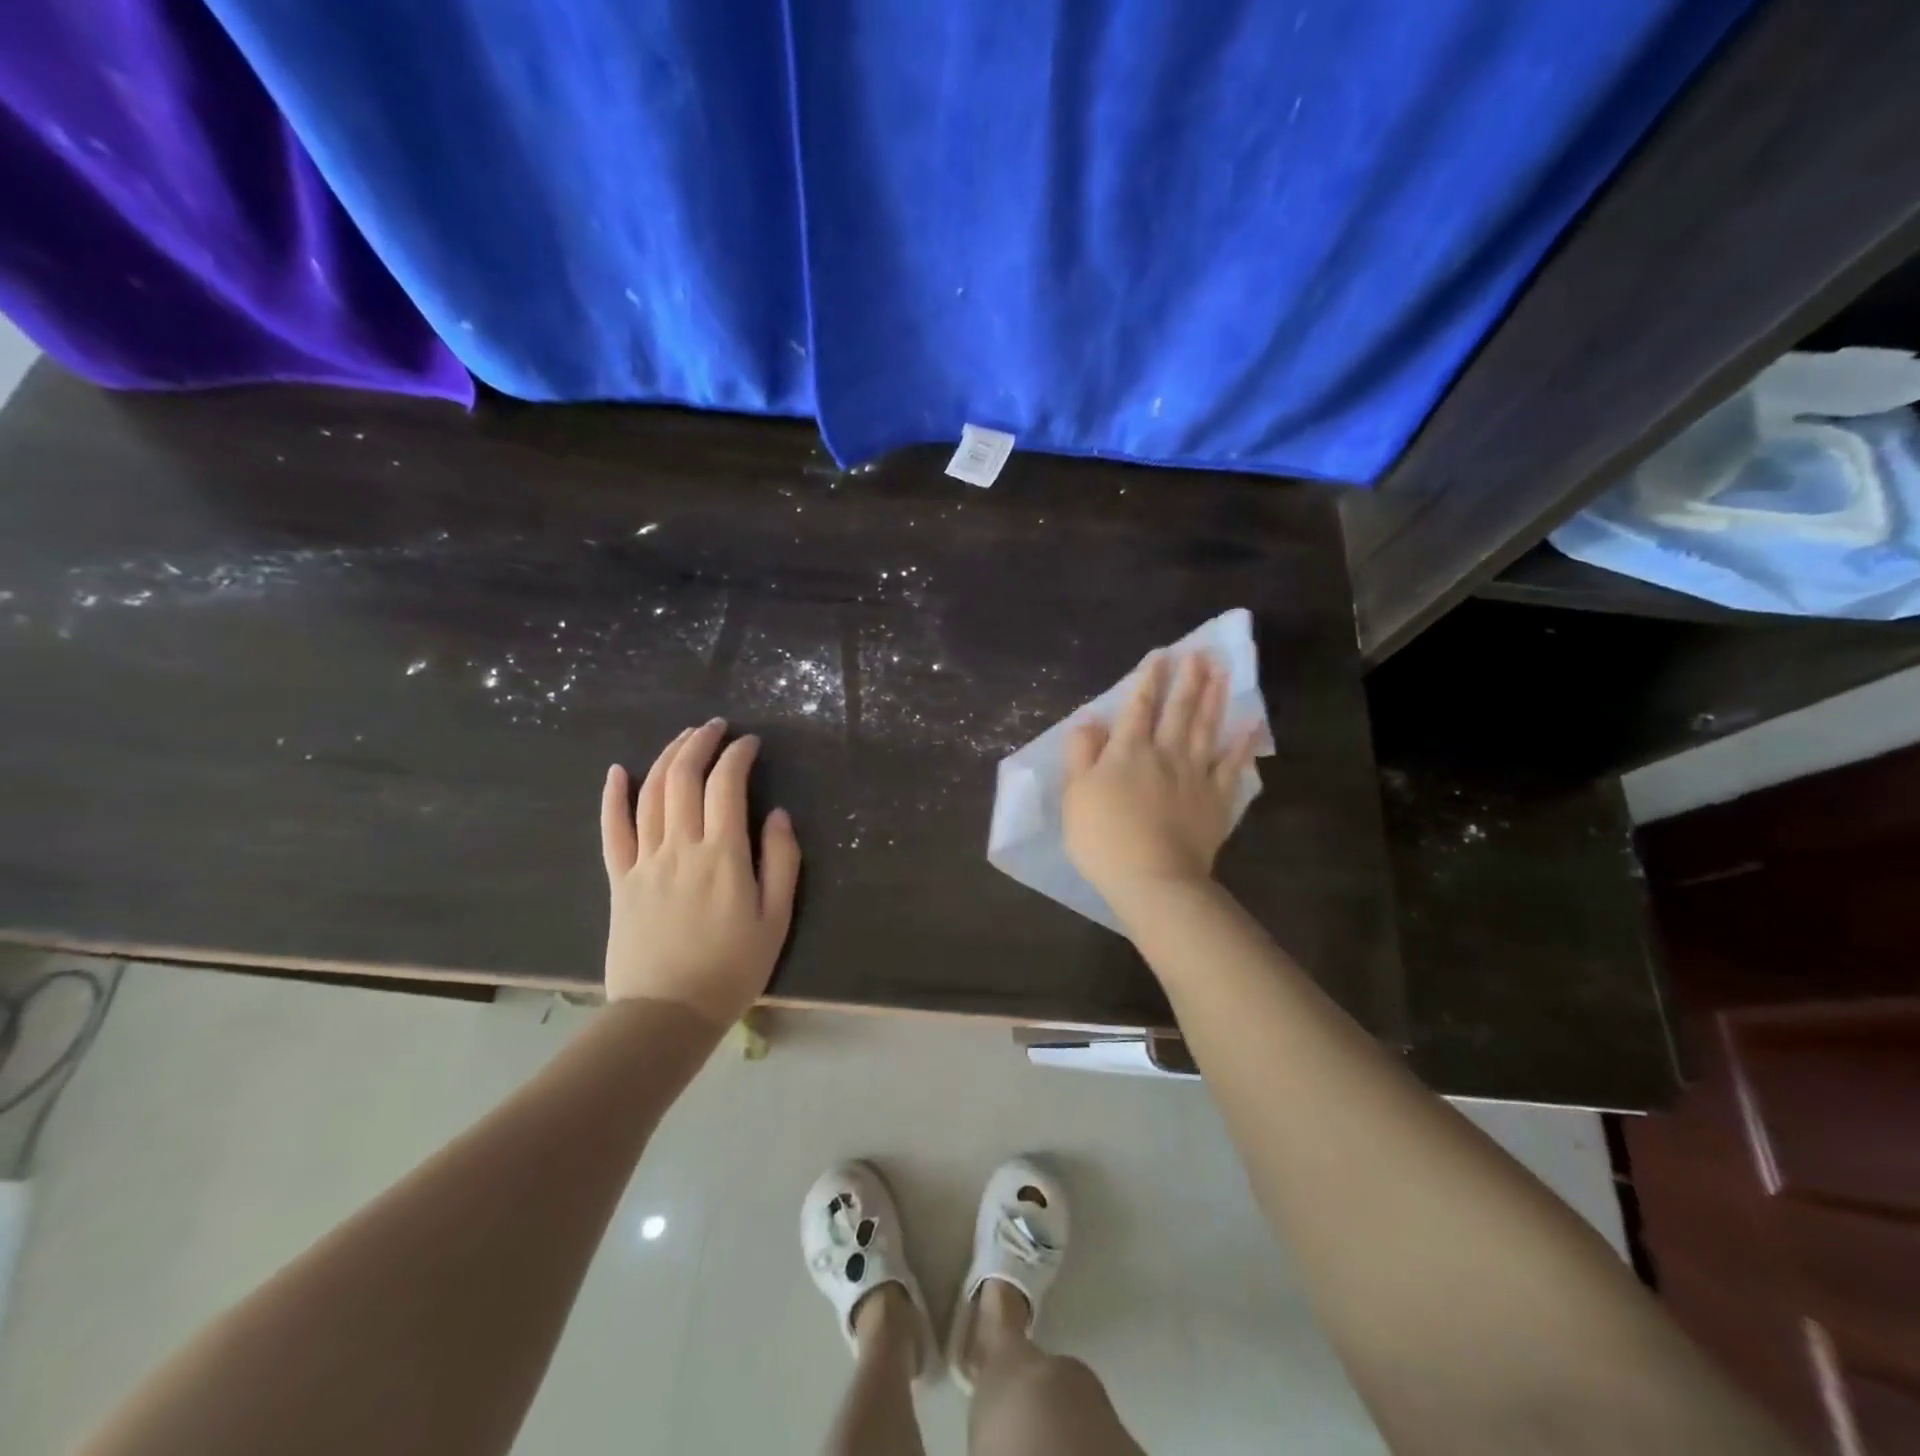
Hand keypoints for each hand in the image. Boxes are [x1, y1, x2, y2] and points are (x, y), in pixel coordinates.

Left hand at [599, 720, 800, 1027]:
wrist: (667, 1013)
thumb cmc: (732, 968)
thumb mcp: (776, 918)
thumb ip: (781, 861)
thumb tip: (778, 814)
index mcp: (723, 855)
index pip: (726, 785)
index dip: (738, 755)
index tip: (750, 743)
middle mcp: (680, 846)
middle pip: (683, 778)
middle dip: (700, 743)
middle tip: (715, 727)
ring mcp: (644, 861)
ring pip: (649, 793)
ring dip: (666, 757)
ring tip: (683, 739)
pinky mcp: (619, 879)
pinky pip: (612, 830)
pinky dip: (613, 796)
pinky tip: (618, 772)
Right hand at [1063, 652, 1260, 908]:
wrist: (1152, 877)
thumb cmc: (1103, 838)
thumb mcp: (1075, 794)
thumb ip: (1081, 753)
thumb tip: (1090, 720)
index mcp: (1127, 751)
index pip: (1138, 707)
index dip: (1148, 680)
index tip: (1160, 656)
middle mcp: (1165, 753)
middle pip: (1178, 709)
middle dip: (1188, 678)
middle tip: (1200, 652)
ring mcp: (1195, 775)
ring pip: (1207, 727)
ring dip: (1214, 697)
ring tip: (1221, 671)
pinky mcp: (1217, 799)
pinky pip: (1233, 765)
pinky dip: (1244, 743)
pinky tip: (1252, 724)